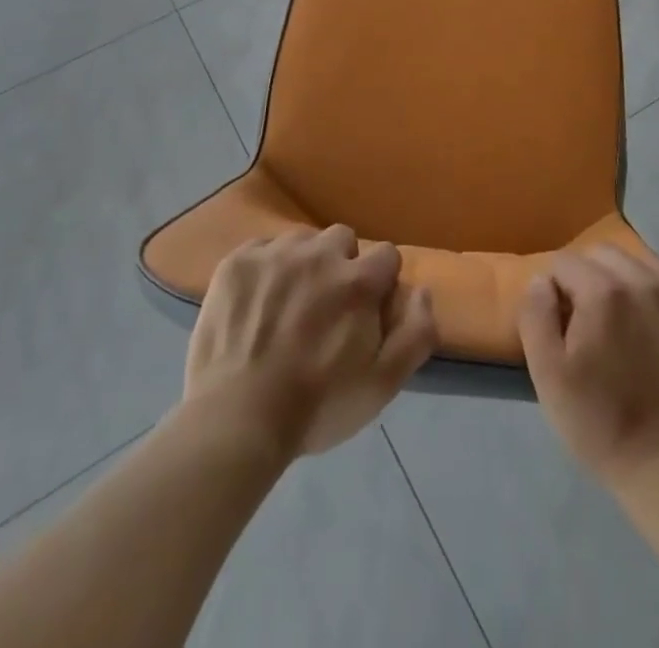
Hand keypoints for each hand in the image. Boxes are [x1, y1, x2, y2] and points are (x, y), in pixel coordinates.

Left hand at [183, 225, 435, 458]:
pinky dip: (265, 267)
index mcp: (358, 281)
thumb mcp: (382, 384)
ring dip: (303, 262)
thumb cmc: (317, 406)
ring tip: (288, 301)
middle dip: (342, 264)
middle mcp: (319, 254)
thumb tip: (421, 291)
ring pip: (302, 240)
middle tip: (326, 304)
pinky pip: (262, 247)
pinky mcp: (238, 262)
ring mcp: (275, 254)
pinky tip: (257, 301)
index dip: (381, 281)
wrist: (237, 419)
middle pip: (342, 238)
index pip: (387, 255)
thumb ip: (416, 333)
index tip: (367, 308)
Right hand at [518, 246, 658, 485]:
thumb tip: (542, 281)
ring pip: (644, 263)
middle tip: (589, 321)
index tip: (560, 323)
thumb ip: (535, 314)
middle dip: (588, 276)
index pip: (565, 262)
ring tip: (625, 324)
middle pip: (605, 254)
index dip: (554, 289)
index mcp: (604, 291)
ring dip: (626, 282)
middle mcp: (647, 281)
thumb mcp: (547, 374)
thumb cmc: (600, 422)